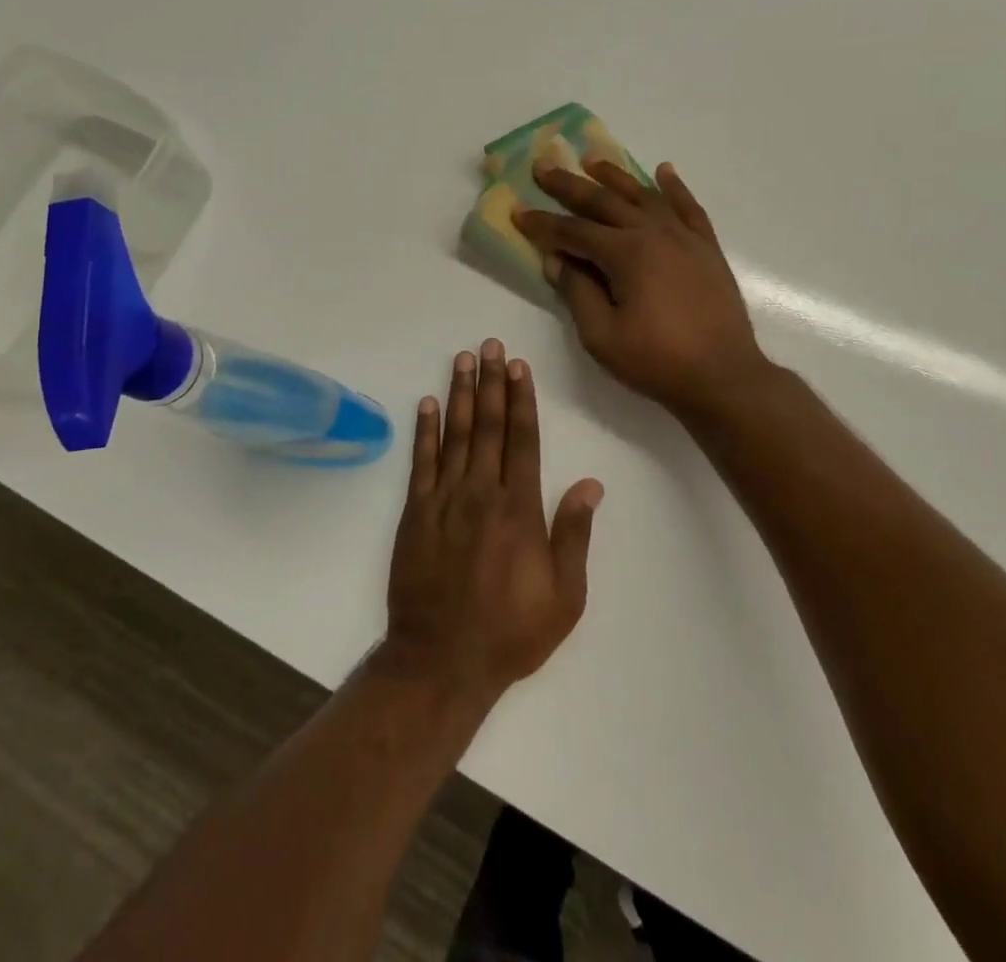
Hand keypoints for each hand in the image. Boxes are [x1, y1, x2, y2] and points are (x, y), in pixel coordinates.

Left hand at [380, 340, 602, 703]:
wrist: (441, 660)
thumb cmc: (510, 632)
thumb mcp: (563, 596)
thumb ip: (574, 535)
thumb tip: (590, 483)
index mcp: (519, 509)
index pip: (522, 440)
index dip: (521, 400)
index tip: (519, 367)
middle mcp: (481, 493)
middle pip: (488, 426)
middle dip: (491, 382)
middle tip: (490, 345)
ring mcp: (444, 500)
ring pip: (455, 434)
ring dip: (460, 394)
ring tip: (463, 359)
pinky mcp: (415, 512)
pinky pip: (421, 461)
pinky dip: (425, 430)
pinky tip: (428, 403)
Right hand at [513, 159, 770, 421]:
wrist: (723, 377)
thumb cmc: (656, 361)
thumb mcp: (601, 335)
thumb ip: (577, 292)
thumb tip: (557, 260)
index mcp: (626, 254)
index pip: (573, 232)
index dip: (542, 223)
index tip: (517, 211)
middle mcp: (654, 234)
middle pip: (605, 202)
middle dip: (569, 185)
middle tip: (544, 166)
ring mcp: (685, 238)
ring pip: (644, 196)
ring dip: (616, 177)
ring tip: (593, 160)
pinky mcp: (706, 248)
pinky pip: (688, 208)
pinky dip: (674, 188)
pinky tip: (663, 171)